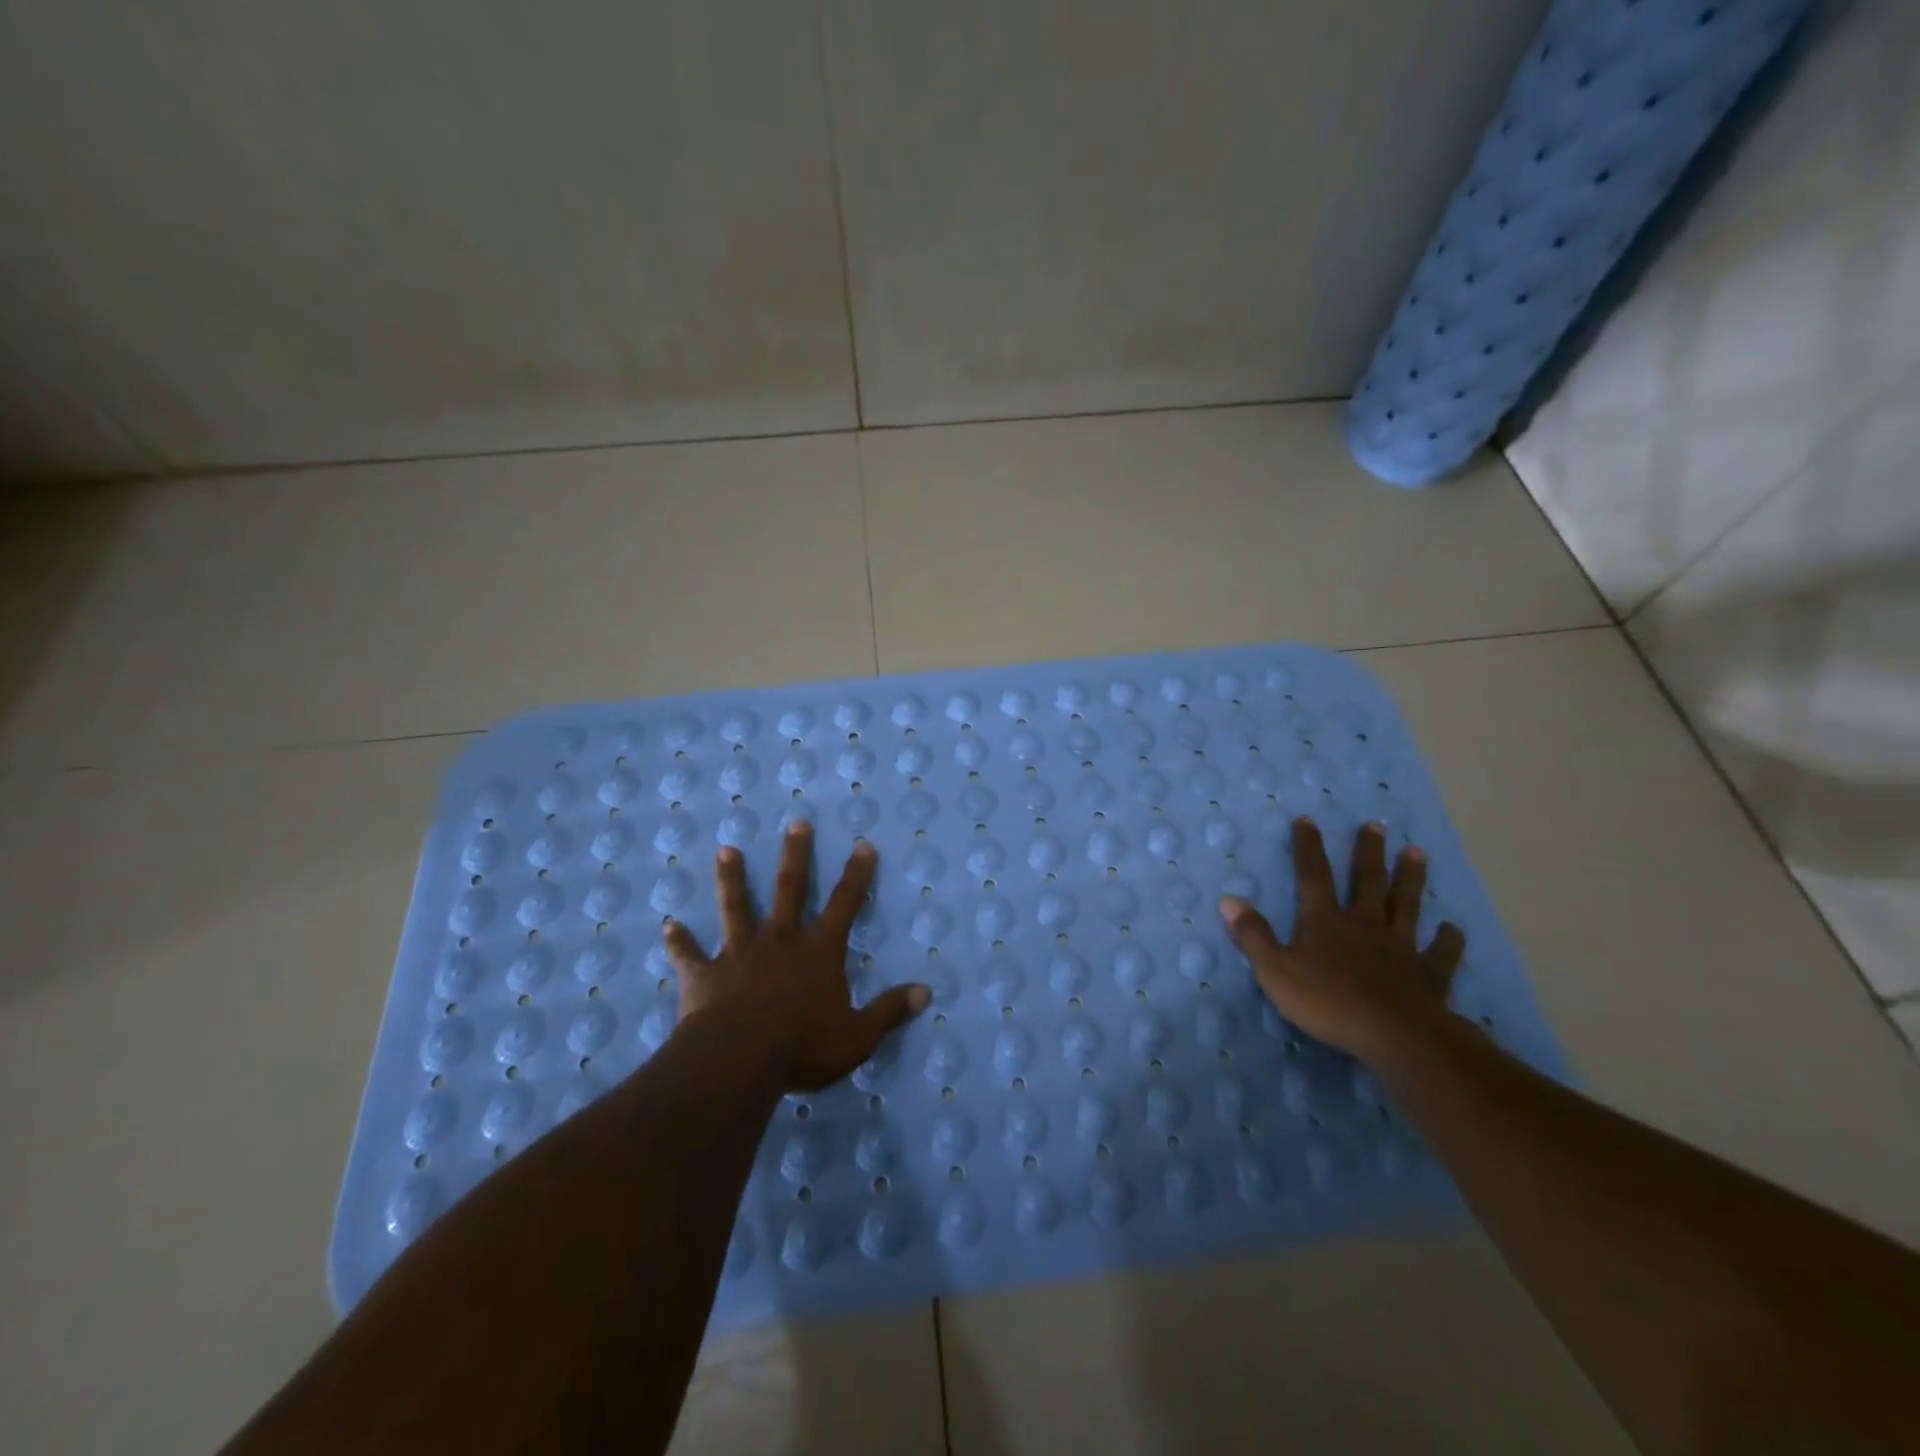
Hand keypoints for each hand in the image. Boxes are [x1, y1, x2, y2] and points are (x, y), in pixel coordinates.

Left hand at [662, 823, 929, 1092]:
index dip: (856, 874)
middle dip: (796, 855)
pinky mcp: (704, 974)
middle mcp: (780, 940)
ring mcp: (738, 953)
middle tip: (797, 823)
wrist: (738, 1062)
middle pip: (790, 889)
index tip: (862, 844)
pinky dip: (679, 940)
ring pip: (736, 907)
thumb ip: (890, 1012)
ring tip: (726, 850)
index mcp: (818, 951)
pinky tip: (669, 926)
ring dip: (732, 878)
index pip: (844, 904)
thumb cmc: (803, 1047)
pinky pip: (689, 954)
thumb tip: (926, 993)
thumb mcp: (858, 1036)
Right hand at [1220, 817, 1465, 1064]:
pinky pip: (1440, 954)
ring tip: (1418, 853)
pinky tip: (1453, 929)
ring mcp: (1400, 947)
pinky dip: (1447, 940)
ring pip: (1405, 905)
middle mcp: (1365, 924)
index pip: (1313, 875)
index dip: (1308, 847)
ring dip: (1411, 879)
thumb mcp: (1275, 970)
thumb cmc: (1327, 1001)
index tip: (1307, 820)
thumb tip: (1229, 900)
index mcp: (1325, 921)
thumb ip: (1253, 935)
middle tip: (1377, 825)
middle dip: (1369, 852)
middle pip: (1367, 881)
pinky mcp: (1428, 975)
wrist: (1394, 1036)